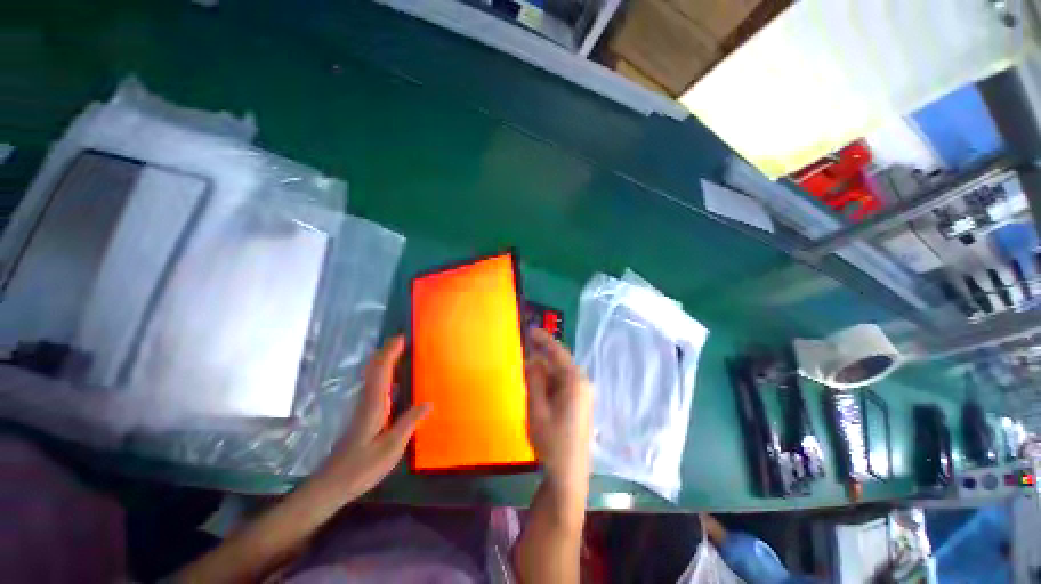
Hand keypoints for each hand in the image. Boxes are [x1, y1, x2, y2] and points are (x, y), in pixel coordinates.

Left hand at [318, 336, 430, 497]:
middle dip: (386, 352)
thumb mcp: (391, 447)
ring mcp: (363, 408)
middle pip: (374, 370)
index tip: (401, 338)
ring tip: (399, 352)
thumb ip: (409, 423)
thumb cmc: (362, 466)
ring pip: (372, 377)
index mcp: (374, 405)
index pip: (381, 372)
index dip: (390, 353)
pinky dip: (383, 374)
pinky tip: (393, 379)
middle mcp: (367, 401)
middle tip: (402, 340)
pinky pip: (374, 386)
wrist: (332, 484)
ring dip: (384, 361)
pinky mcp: (363, 415)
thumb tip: (429, 402)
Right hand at [525, 328, 591, 493]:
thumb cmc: (552, 441)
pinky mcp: (578, 404)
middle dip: (542, 354)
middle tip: (523, 347)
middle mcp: (581, 384)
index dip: (544, 340)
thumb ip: (535, 380)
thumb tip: (532, 359)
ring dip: (544, 369)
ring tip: (525, 365)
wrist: (569, 475)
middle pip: (559, 362)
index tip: (530, 330)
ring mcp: (582, 394)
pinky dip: (548, 380)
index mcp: (574, 381)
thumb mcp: (537, 408)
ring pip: (559, 374)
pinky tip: (536, 383)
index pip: (558, 352)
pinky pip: (561, 384)